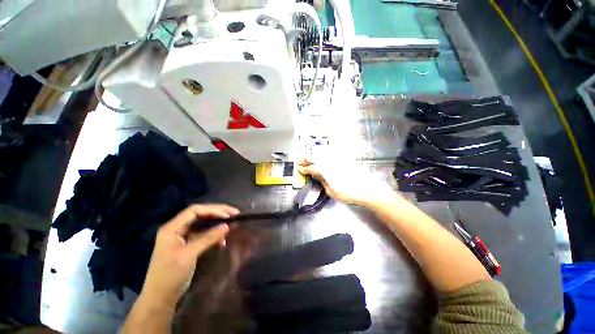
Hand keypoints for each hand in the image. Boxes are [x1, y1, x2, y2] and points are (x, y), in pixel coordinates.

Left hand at [139, 204, 239, 308]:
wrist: (160, 298)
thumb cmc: (170, 275)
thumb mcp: (190, 254)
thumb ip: (209, 238)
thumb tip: (227, 225)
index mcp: (172, 228)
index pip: (194, 210)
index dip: (213, 210)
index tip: (228, 215)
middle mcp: (176, 228)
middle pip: (200, 214)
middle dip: (217, 213)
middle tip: (234, 214)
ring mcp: (182, 237)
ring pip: (203, 224)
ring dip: (217, 225)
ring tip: (230, 227)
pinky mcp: (187, 245)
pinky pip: (203, 234)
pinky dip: (213, 235)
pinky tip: (222, 241)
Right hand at [297, 158, 393, 205]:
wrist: (366, 187)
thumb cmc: (347, 192)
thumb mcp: (331, 191)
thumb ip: (322, 181)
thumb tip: (318, 176)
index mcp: (324, 170)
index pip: (311, 168)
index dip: (304, 168)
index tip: (299, 168)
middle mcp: (328, 161)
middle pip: (314, 157)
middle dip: (306, 158)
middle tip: (300, 160)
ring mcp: (336, 159)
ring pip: (321, 153)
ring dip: (313, 154)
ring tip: (309, 156)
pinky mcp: (343, 158)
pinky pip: (330, 153)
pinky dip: (323, 153)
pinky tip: (322, 155)